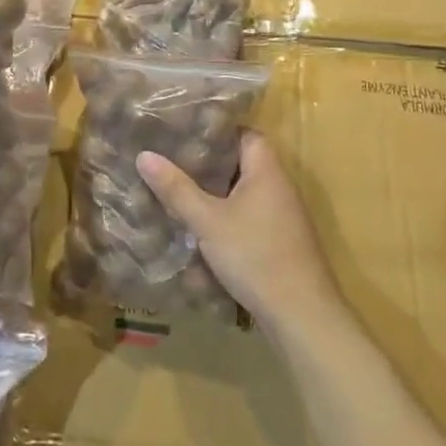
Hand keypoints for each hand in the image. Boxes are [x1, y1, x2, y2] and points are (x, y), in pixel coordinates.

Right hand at [137, 133, 342, 331]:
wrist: (301, 315)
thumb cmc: (255, 255)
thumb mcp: (208, 221)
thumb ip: (177, 189)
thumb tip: (144, 155)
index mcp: (267, 170)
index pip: (244, 133)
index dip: (216, 130)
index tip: (185, 132)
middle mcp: (279, 186)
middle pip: (243, 162)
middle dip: (209, 163)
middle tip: (173, 159)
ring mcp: (283, 216)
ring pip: (244, 192)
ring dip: (217, 192)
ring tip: (180, 189)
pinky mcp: (281, 241)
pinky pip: (250, 216)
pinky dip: (228, 216)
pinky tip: (202, 227)